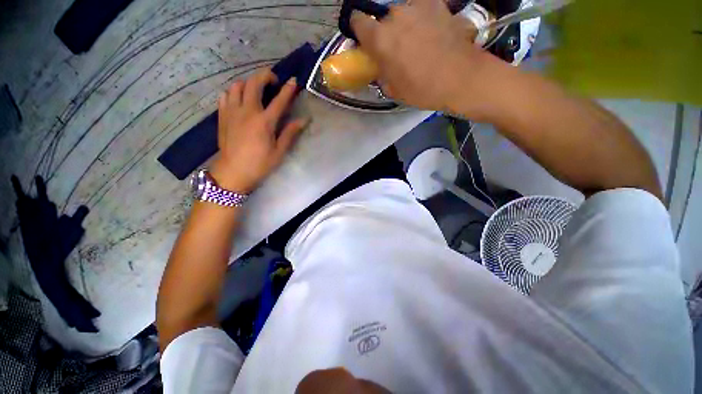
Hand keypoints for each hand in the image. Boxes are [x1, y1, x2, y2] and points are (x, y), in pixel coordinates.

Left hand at [210, 68, 306, 192]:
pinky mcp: (222, 115)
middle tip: (273, 81)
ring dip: (248, 83)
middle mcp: (247, 111)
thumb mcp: (279, 151)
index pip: (279, 100)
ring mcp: (232, 112)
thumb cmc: (259, 164)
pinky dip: (233, 91)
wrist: (233, 172)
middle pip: (254, 83)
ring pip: (237, 85)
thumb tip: (303, 121)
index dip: (288, 89)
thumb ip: (290, 133)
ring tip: (256, 90)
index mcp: (264, 122)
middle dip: (265, 76)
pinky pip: (225, 95)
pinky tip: (240, 99)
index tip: (293, 80)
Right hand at [351, 0, 495, 114]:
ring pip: (402, 12)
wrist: (460, 77)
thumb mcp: (394, 89)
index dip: (359, 30)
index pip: (357, 21)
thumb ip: (381, 73)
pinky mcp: (437, 4)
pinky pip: (421, 9)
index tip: (365, 40)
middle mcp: (395, 15)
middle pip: (382, 18)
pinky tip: (430, 33)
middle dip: (386, 32)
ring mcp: (417, 6)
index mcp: (380, 39)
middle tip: (396, 48)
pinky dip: (421, 19)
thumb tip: (381, 66)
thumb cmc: (422, 89)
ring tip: (417, 42)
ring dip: (404, 25)